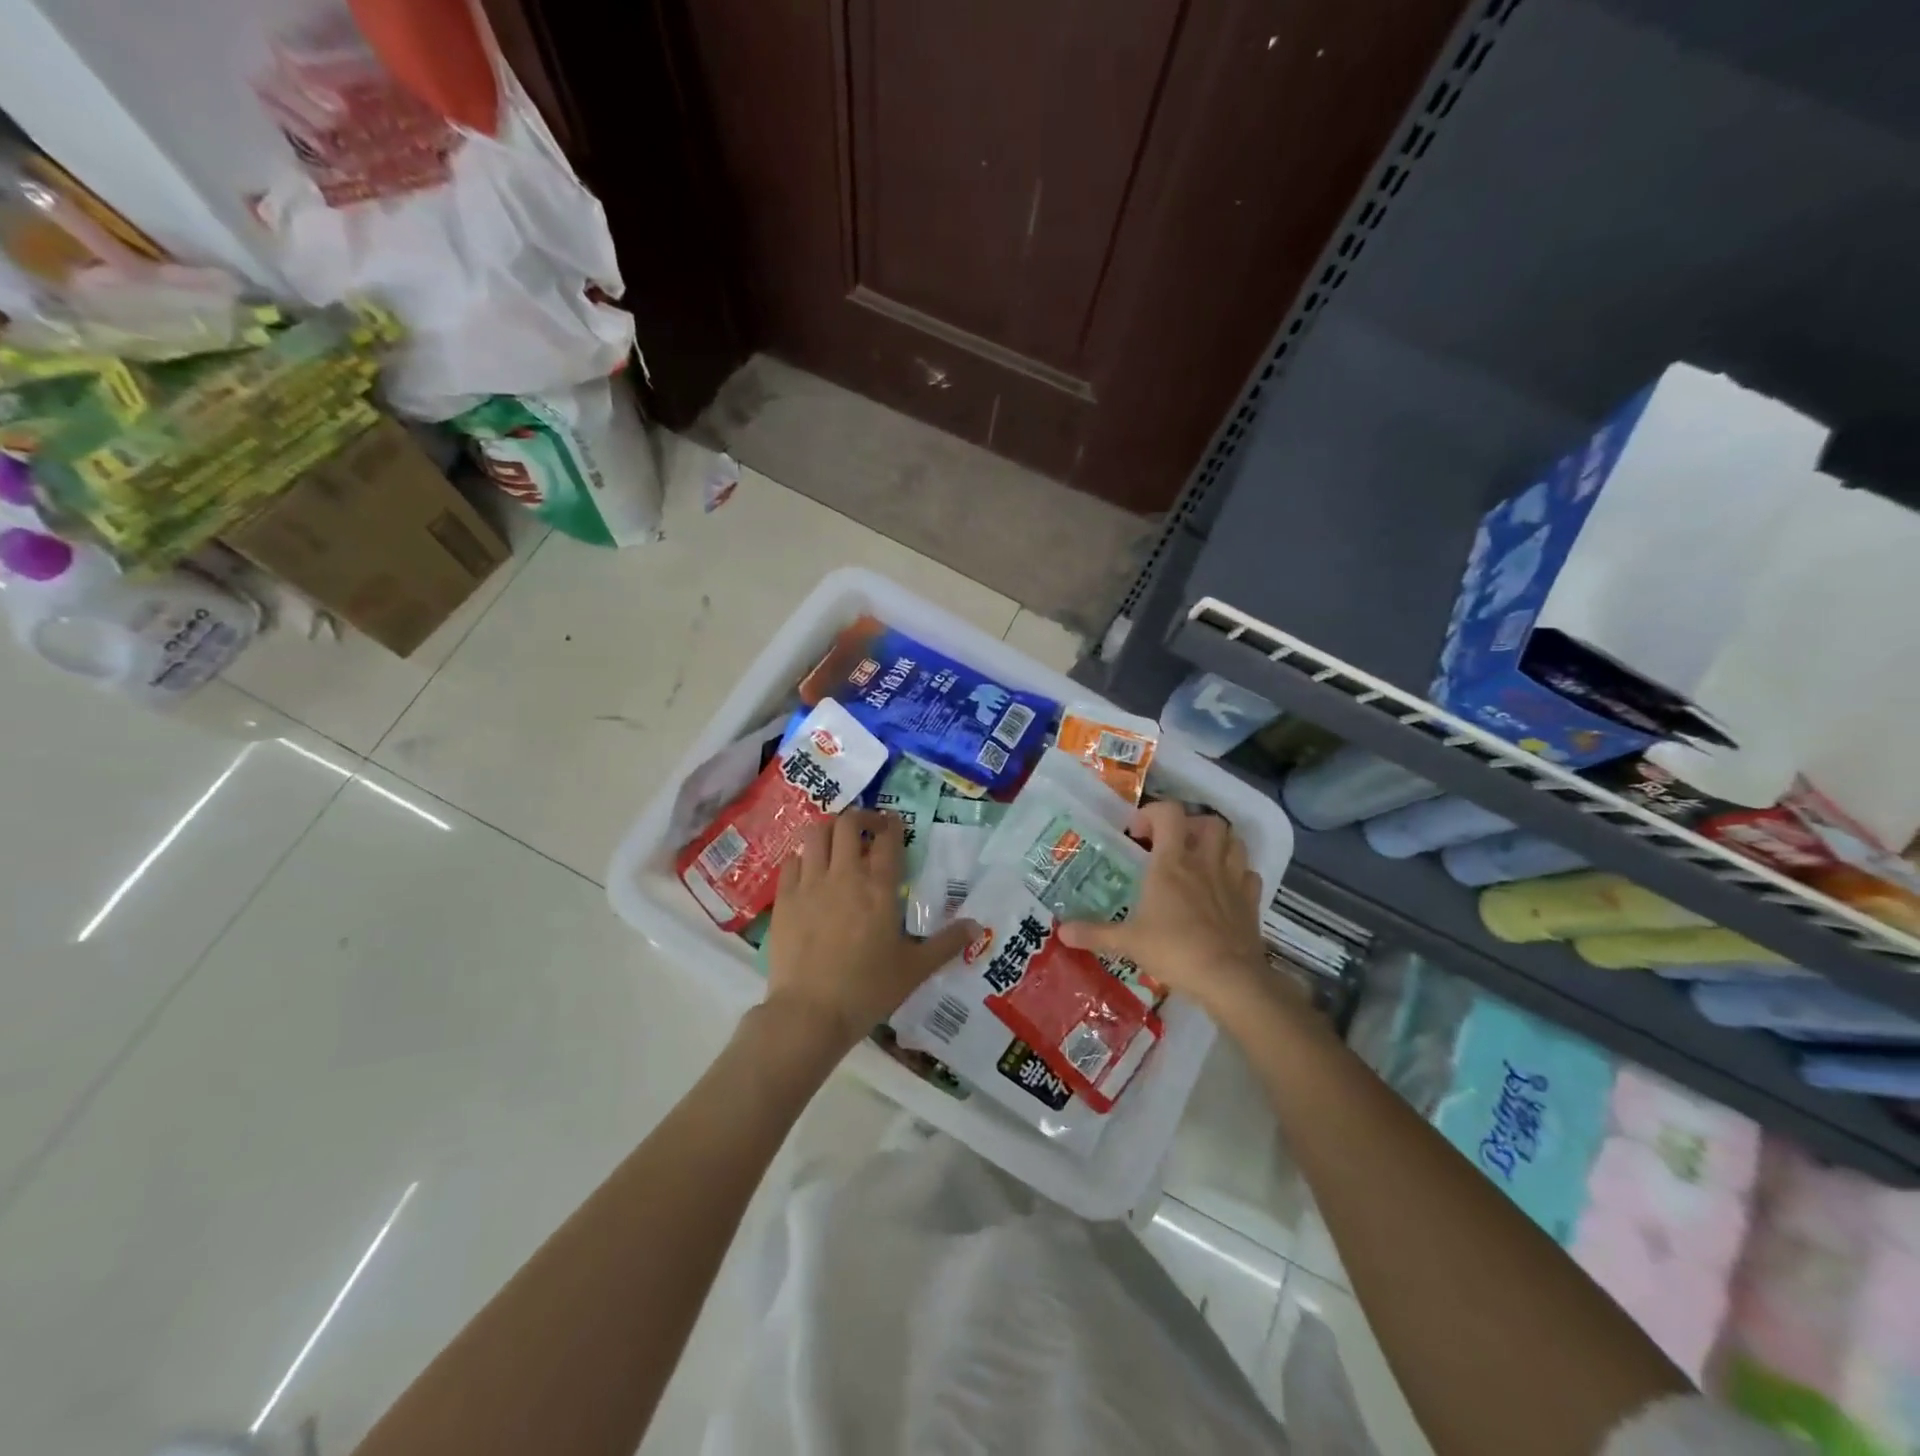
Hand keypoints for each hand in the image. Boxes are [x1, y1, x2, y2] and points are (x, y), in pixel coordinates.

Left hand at [763, 809, 976, 1053]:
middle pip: (847, 823)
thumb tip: (977, 926)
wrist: (810, 1013)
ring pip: (815, 834)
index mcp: (879, 888)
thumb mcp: (915, 969)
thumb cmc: (868, 990)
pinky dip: (803, 858)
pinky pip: (792, 861)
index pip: (887, 839)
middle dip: (860, 818)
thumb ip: (946, 944)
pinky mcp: (784, 899)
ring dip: (828, 830)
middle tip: (868, 829)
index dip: (892, 825)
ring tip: (837, 843)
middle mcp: (844, 875)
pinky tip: (810, 870)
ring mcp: (810, 884)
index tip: (895, 824)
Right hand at [1058, 801, 1270, 1017]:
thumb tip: (1061, 932)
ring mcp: (1232, 880)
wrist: (1229, 978)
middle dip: (1191, 826)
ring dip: (1218, 843)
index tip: (1137, 834)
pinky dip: (1238, 874)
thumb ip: (1094, 933)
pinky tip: (1225, 888)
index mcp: (1172, 863)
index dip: (1152, 814)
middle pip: (1208, 822)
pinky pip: (1249, 874)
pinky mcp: (1251, 901)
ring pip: (1234, 841)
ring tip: (1200, 859)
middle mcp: (1204, 863)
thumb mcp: (1128, 942)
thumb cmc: (1175, 950)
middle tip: (1172, 844)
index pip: (1169, 813)